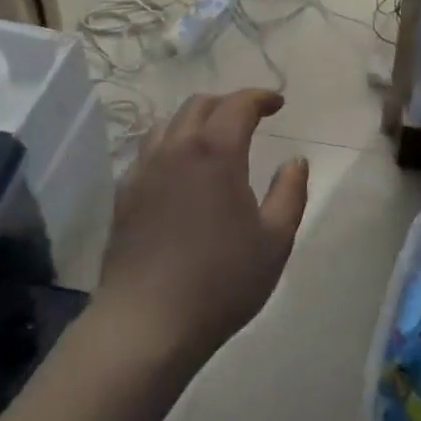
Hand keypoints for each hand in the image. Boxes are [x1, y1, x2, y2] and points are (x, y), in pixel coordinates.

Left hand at [95, 90, 308, 367]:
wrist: (147, 323)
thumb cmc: (220, 280)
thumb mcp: (275, 240)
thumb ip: (290, 192)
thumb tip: (296, 160)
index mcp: (215, 152)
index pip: (238, 104)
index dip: (260, 97)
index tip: (278, 104)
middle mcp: (176, 148)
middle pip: (200, 104)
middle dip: (228, 103)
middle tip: (249, 117)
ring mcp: (144, 170)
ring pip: (169, 123)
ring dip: (196, 119)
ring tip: (213, 138)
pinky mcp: (125, 194)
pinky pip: (148, 151)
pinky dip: (170, 144)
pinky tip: (178, 170)